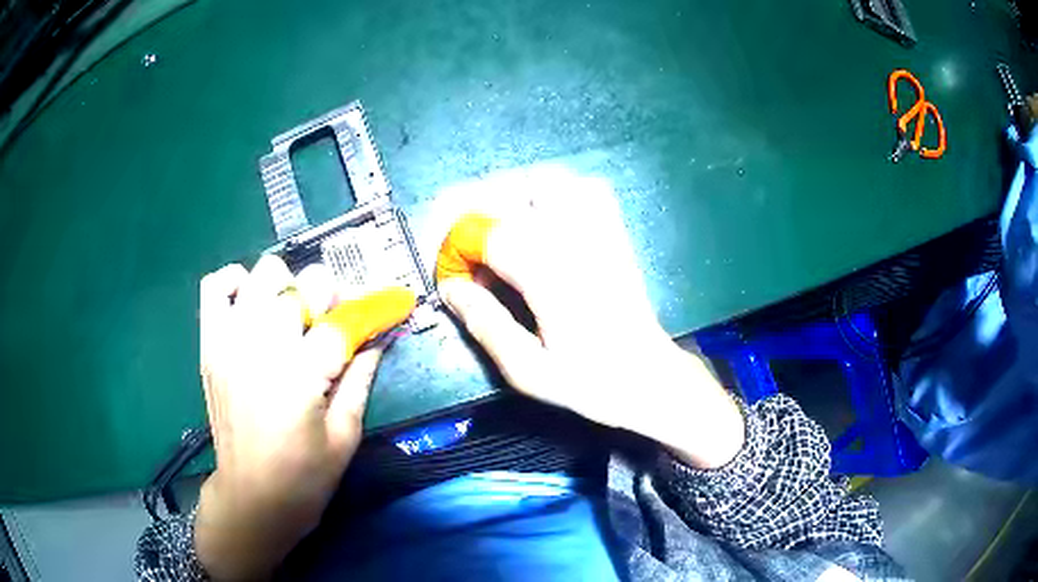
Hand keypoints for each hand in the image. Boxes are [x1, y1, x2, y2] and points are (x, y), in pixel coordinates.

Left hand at [195, 256, 412, 580]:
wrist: (251, 497)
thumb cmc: (303, 477)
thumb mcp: (344, 436)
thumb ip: (360, 378)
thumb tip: (378, 337)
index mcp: (299, 375)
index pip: (340, 321)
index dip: (369, 312)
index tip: (387, 309)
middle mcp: (261, 346)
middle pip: (302, 286)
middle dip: (327, 300)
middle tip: (330, 327)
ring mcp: (229, 341)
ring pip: (263, 274)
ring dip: (286, 289)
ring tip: (291, 319)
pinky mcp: (210, 345)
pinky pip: (215, 286)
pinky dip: (235, 282)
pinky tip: (251, 303)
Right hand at [436, 190, 744, 469]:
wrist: (648, 376)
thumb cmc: (590, 382)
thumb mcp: (528, 370)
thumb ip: (485, 324)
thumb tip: (450, 287)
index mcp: (551, 275)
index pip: (488, 232)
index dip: (456, 246)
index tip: (448, 273)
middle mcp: (575, 239)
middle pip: (511, 191)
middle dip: (472, 212)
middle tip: (462, 247)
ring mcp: (600, 228)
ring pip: (544, 179)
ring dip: (509, 194)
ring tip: (494, 228)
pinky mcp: (614, 228)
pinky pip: (581, 186)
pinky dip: (550, 190)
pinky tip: (539, 216)